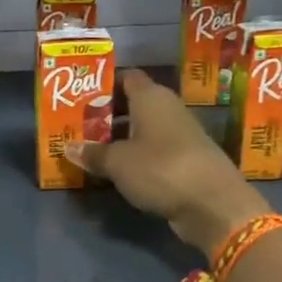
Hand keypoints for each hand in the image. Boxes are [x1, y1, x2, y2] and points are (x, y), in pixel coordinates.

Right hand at [67, 70, 270, 255]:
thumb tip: (68, 147)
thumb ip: (93, 153)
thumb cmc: (160, 169)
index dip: (104, 84)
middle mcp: (167, 108)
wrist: (213, 204)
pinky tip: (118, 169)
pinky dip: (136, 155)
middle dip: (108, 113)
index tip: (81, 97)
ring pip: (144, 128)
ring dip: (121, 137)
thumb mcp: (118, 162)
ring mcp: (180, 134)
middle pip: (133, 103)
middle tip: (80, 125)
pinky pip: (154, 149)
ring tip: (92, 148)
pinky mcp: (186, 159)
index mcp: (151, 97)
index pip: (126, 77)